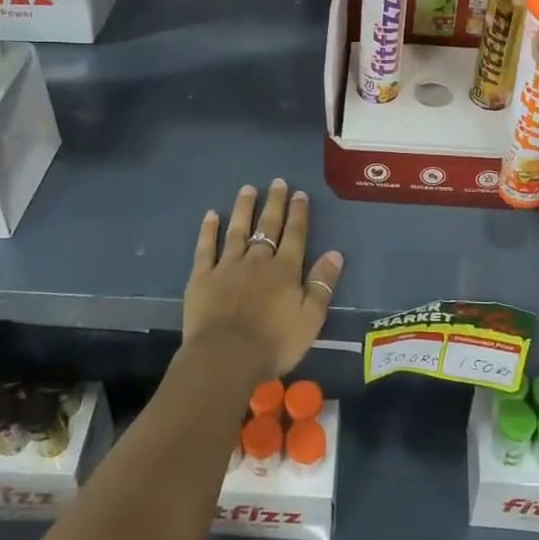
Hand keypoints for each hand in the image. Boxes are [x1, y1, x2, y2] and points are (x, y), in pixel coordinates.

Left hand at [185, 180, 342, 381]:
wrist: (225, 357)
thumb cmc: (274, 343)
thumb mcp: (311, 319)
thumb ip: (322, 285)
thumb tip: (335, 253)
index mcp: (285, 270)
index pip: (295, 235)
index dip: (298, 213)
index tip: (299, 193)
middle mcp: (258, 260)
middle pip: (268, 226)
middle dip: (274, 203)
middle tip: (277, 182)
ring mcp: (228, 266)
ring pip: (238, 230)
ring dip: (244, 209)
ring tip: (247, 189)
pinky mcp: (203, 277)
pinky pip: (206, 248)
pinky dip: (209, 230)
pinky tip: (211, 215)